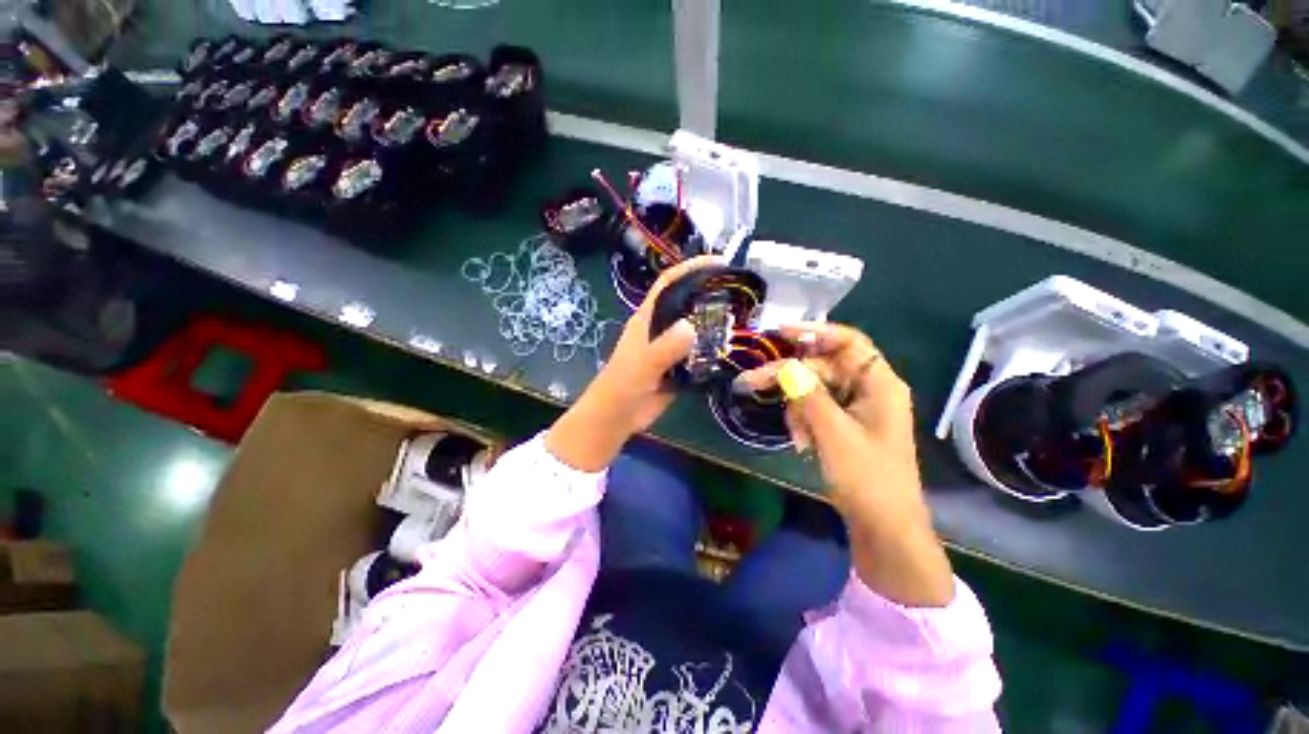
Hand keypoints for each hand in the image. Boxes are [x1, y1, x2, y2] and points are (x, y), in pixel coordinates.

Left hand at [545, 256, 720, 471]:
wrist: (617, 417)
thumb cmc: (622, 386)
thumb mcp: (642, 365)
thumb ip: (664, 348)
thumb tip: (693, 327)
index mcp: (648, 317)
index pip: (670, 282)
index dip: (691, 267)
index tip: (720, 261)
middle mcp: (661, 327)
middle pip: (687, 301)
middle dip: (711, 292)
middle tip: (741, 291)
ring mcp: (670, 347)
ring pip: (696, 327)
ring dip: (717, 322)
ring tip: (746, 317)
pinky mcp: (678, 366)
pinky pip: (700, 352)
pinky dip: (715, 349)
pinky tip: (734, 349)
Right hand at [742, 323, 953, 606]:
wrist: (885, 529)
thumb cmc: (868, 479)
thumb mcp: (833, 433)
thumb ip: (808, 395)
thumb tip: (785, 367)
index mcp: (879, 384)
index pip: (847, 341)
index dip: (814, 331)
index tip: (779, 333)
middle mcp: (869, 390)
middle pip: (822, 367)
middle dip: (791, 378)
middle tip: (753, 383)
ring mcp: (857, 409)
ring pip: (814, 390)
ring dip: (798, 408)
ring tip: (797, 438)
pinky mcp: (845, 426)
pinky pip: (817, 410)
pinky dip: (804, 422)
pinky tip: (802, 444)